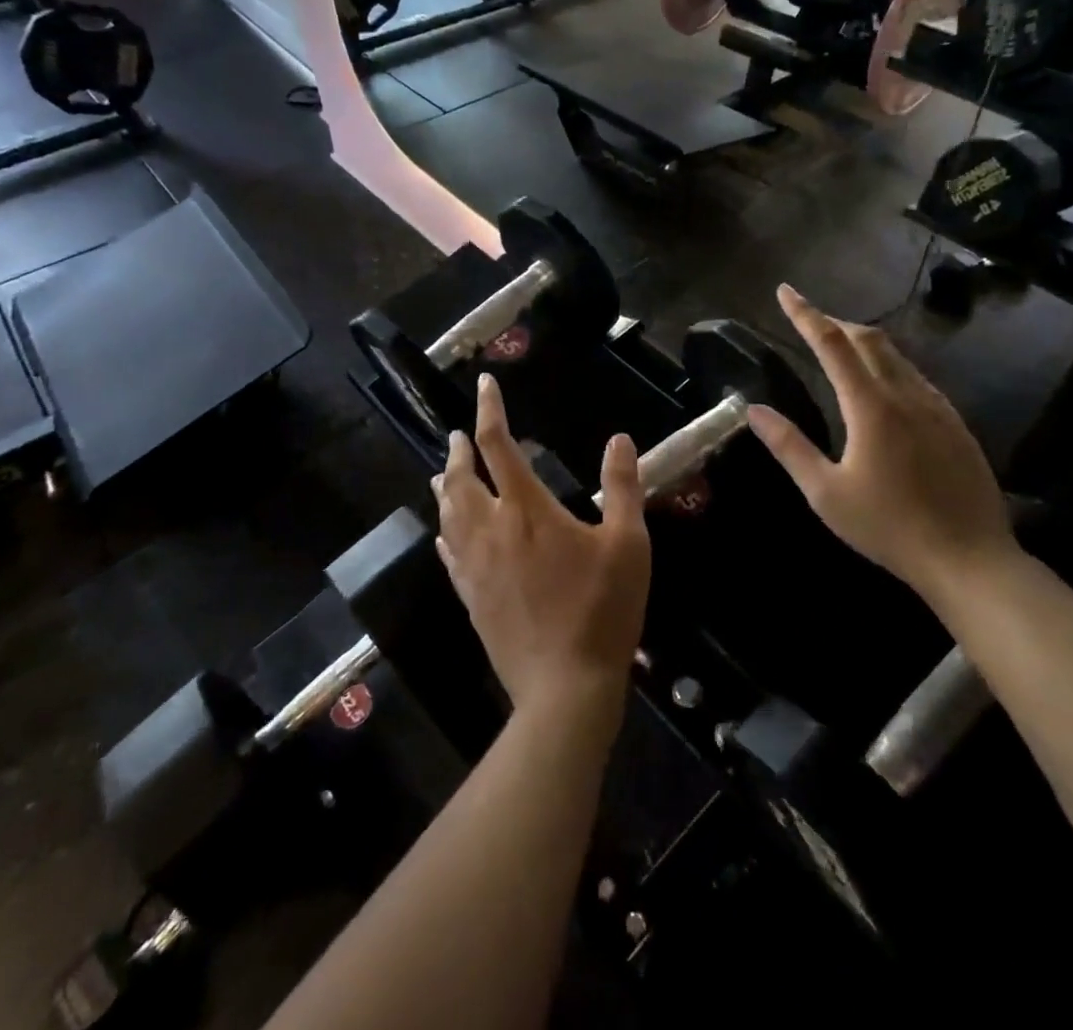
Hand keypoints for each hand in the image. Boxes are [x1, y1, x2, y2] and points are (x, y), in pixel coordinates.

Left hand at [434, 374, 650, 720]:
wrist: (565, 687)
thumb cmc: (602, 609)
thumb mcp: (628, 543)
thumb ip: (623, 487)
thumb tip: (620, 439)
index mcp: (527, 510)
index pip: (499, 445)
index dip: (489, 411)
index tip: (483, 385)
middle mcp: (491, 530)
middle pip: (461, 479)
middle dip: (459, 451)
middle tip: (458, 434)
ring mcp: (475, 567)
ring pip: (448, 515)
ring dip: (445, 487)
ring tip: (443, 472)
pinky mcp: (471, 598)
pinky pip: (449, 555)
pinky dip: (445, 532)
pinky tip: (444, 533)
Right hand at [746, 285, 1016, 602]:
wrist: (971, 560)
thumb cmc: (889, 527)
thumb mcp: (826, 493)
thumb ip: (789, 446)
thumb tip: (754, 410)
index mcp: (871, 406)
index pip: (832, 343)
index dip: (805, 314)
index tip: (785, 291)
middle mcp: (906, 394)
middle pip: (869, 339)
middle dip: (835, 322)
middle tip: (808, 321)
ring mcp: (937, 407)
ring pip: (897, 356)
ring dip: (863, 342)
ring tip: (839, 349)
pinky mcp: (956, 424)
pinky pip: (917, 377)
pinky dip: (889, 366)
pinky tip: (882, 388)